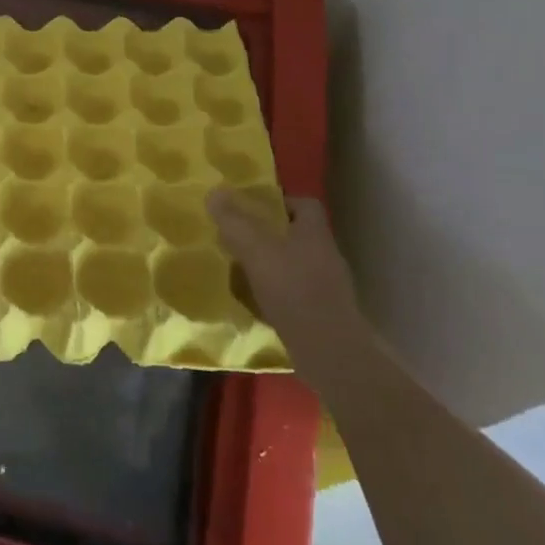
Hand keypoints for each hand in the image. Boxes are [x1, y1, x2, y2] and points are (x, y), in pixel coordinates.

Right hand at [208, 189, 365, 381]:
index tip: (252, 209)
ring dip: (271, 266)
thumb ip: (235, 221)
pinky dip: (276, 295)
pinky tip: (255, 303)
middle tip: (238, 240)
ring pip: (294, 266)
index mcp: (315, 233)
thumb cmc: (294, 291)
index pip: (304, 204)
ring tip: (241, 271)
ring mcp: (327, 288)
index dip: (279, 202)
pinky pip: (295, 294)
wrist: (329, 353)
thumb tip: (215, 192)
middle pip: (297, 235)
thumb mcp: (256, 250)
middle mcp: (325, 256)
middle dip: (269, 236)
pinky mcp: (323, 315)